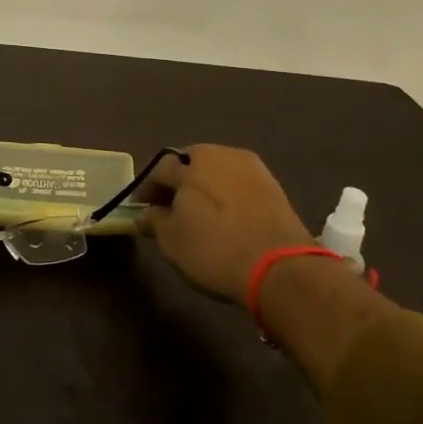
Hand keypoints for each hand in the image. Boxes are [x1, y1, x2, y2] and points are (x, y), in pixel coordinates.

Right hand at [136, 144, 314, 302]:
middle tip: (171, 205)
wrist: (280, 269)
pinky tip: (226, 216)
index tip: (142, 207)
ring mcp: (251, 168)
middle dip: (178, 181)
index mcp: (190, 163)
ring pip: (218, 170)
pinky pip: (239, 183)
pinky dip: (228, 194)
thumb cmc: (214, 250)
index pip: (159, 170)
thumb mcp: (172, 241)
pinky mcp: (273, 186)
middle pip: (190, 163)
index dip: (147, 189)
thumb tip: (145, 214)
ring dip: (205, 185)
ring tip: (200, 211)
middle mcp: (220, 155)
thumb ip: (154, 221)